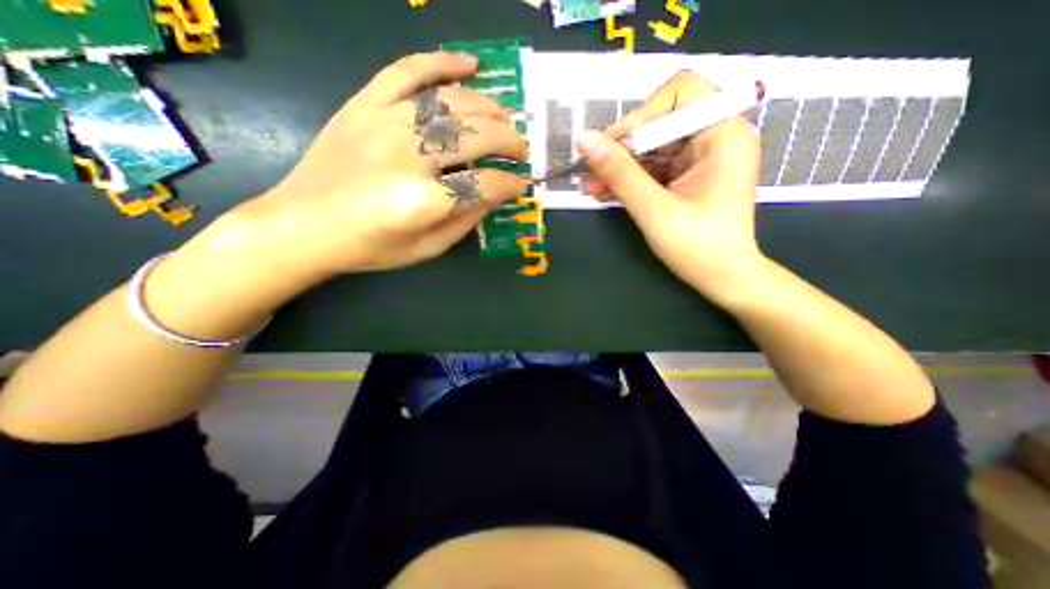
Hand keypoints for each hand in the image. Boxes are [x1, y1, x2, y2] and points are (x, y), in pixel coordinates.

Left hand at [229, 52, 524, 275]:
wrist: (302, 225)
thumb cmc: (369, 247)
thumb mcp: (426, 249)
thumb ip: (464, 222)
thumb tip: (494, 195)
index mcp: (423, 201)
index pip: (485, 184)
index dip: (511, 184)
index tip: (521, 185)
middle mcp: (408, 156)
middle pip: (476, 136)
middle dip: (510, 142)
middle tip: (521, 151)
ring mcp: (384, 122)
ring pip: (452, 102)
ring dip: (489, 109)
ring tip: (504, 120)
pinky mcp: (364, 104)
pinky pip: (407, 70)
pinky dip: (442, 62)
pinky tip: (470, 64)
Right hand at [577, 69, 767, 303]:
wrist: (724, 280)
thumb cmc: (698, 248)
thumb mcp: (654, 209)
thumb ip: (620, 173)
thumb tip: (583, 139)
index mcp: (723, 134)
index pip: (679, 94)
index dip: (640, 117)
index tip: (609, 147)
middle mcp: (715, 137)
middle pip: (659, 123)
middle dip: (622, 149)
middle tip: (589, 172)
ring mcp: (700, 158)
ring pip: (650, 149)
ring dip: (619, 167)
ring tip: (590, 188)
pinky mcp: (687, 177)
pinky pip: (652, 168)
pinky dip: (629, 179)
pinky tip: (605, 192)